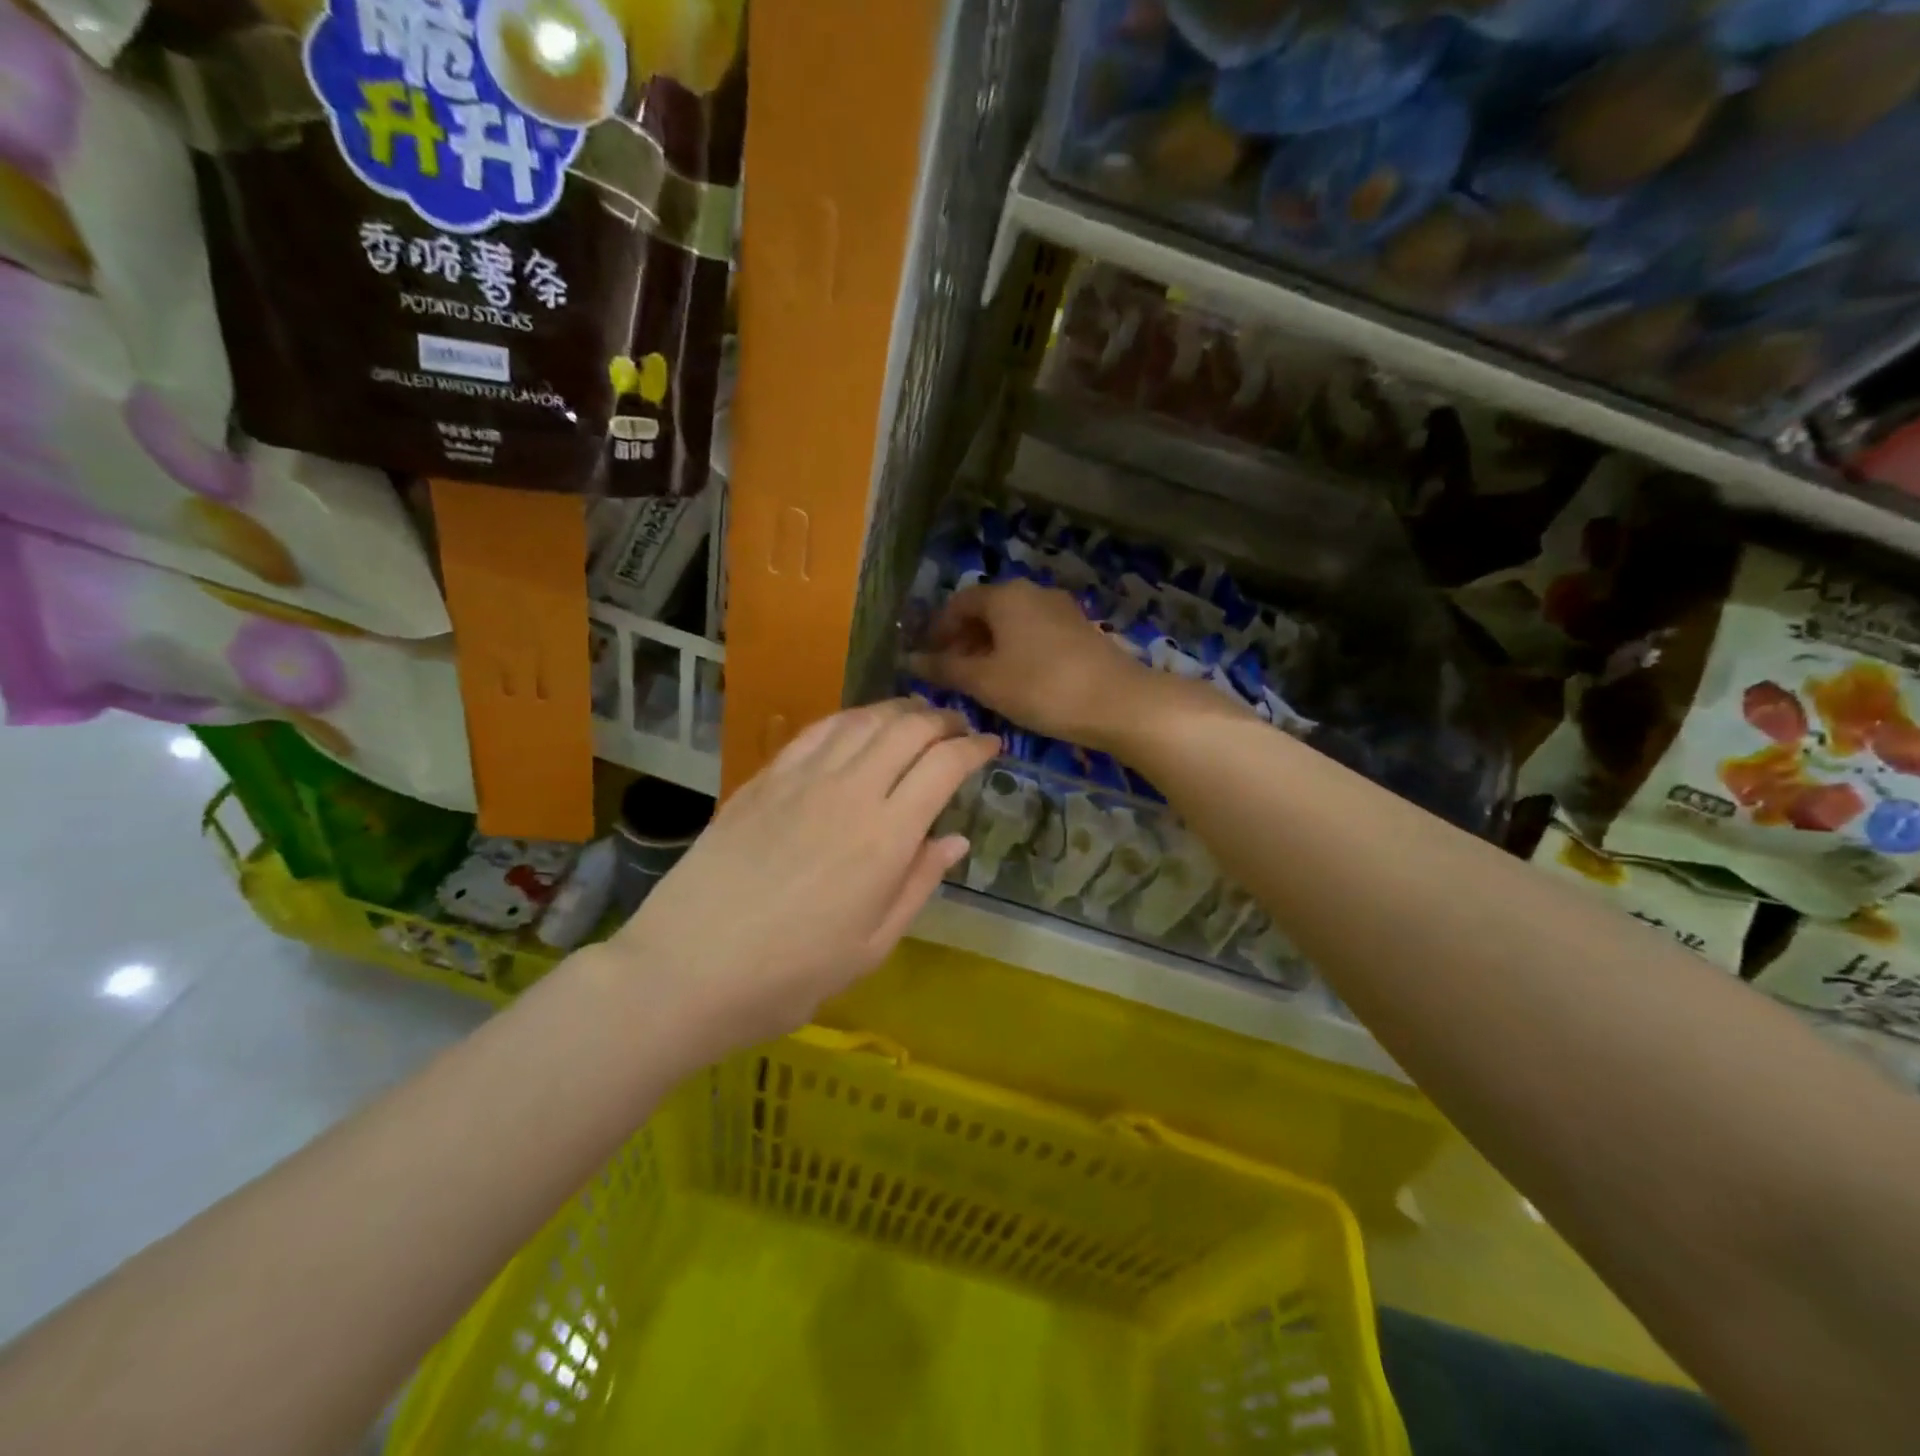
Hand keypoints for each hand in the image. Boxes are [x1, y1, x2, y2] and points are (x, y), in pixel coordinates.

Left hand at [603, 701, 999, 1066]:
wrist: (685, 970)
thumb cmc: (789, 975)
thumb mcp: (871, 947)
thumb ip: (917, 885)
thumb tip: (955, 840)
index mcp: (885, 837)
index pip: (943, 766)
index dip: (975, 748)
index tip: (991, 746)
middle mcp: (849, 792)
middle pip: (907, 729)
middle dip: (943, 720)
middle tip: (959, 729)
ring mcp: (801, 779)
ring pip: (863, 720)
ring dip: (899, 710)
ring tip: (917, 717)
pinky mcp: (764, 779)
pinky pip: (817, 731)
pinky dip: (851, 718)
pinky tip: (859, 726)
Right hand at [912, 580, 1160, 747]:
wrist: (1118, 702)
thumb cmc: (1041, 687)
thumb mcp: (986, 681)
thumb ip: (945, 669)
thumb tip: (911, 660)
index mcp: (1005, 596)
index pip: (958, 603)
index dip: (937, 630)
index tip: (926, 659)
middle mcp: (1032, 592)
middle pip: (986, 610)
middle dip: (963, 640)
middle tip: (950, 674)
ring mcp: (1060, 609)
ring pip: (1012, 624)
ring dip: (989, 648)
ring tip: (980, 682)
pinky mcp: (1080, 630)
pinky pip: (1034, 634)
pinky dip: (1015, 652)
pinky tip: (1015, 682)